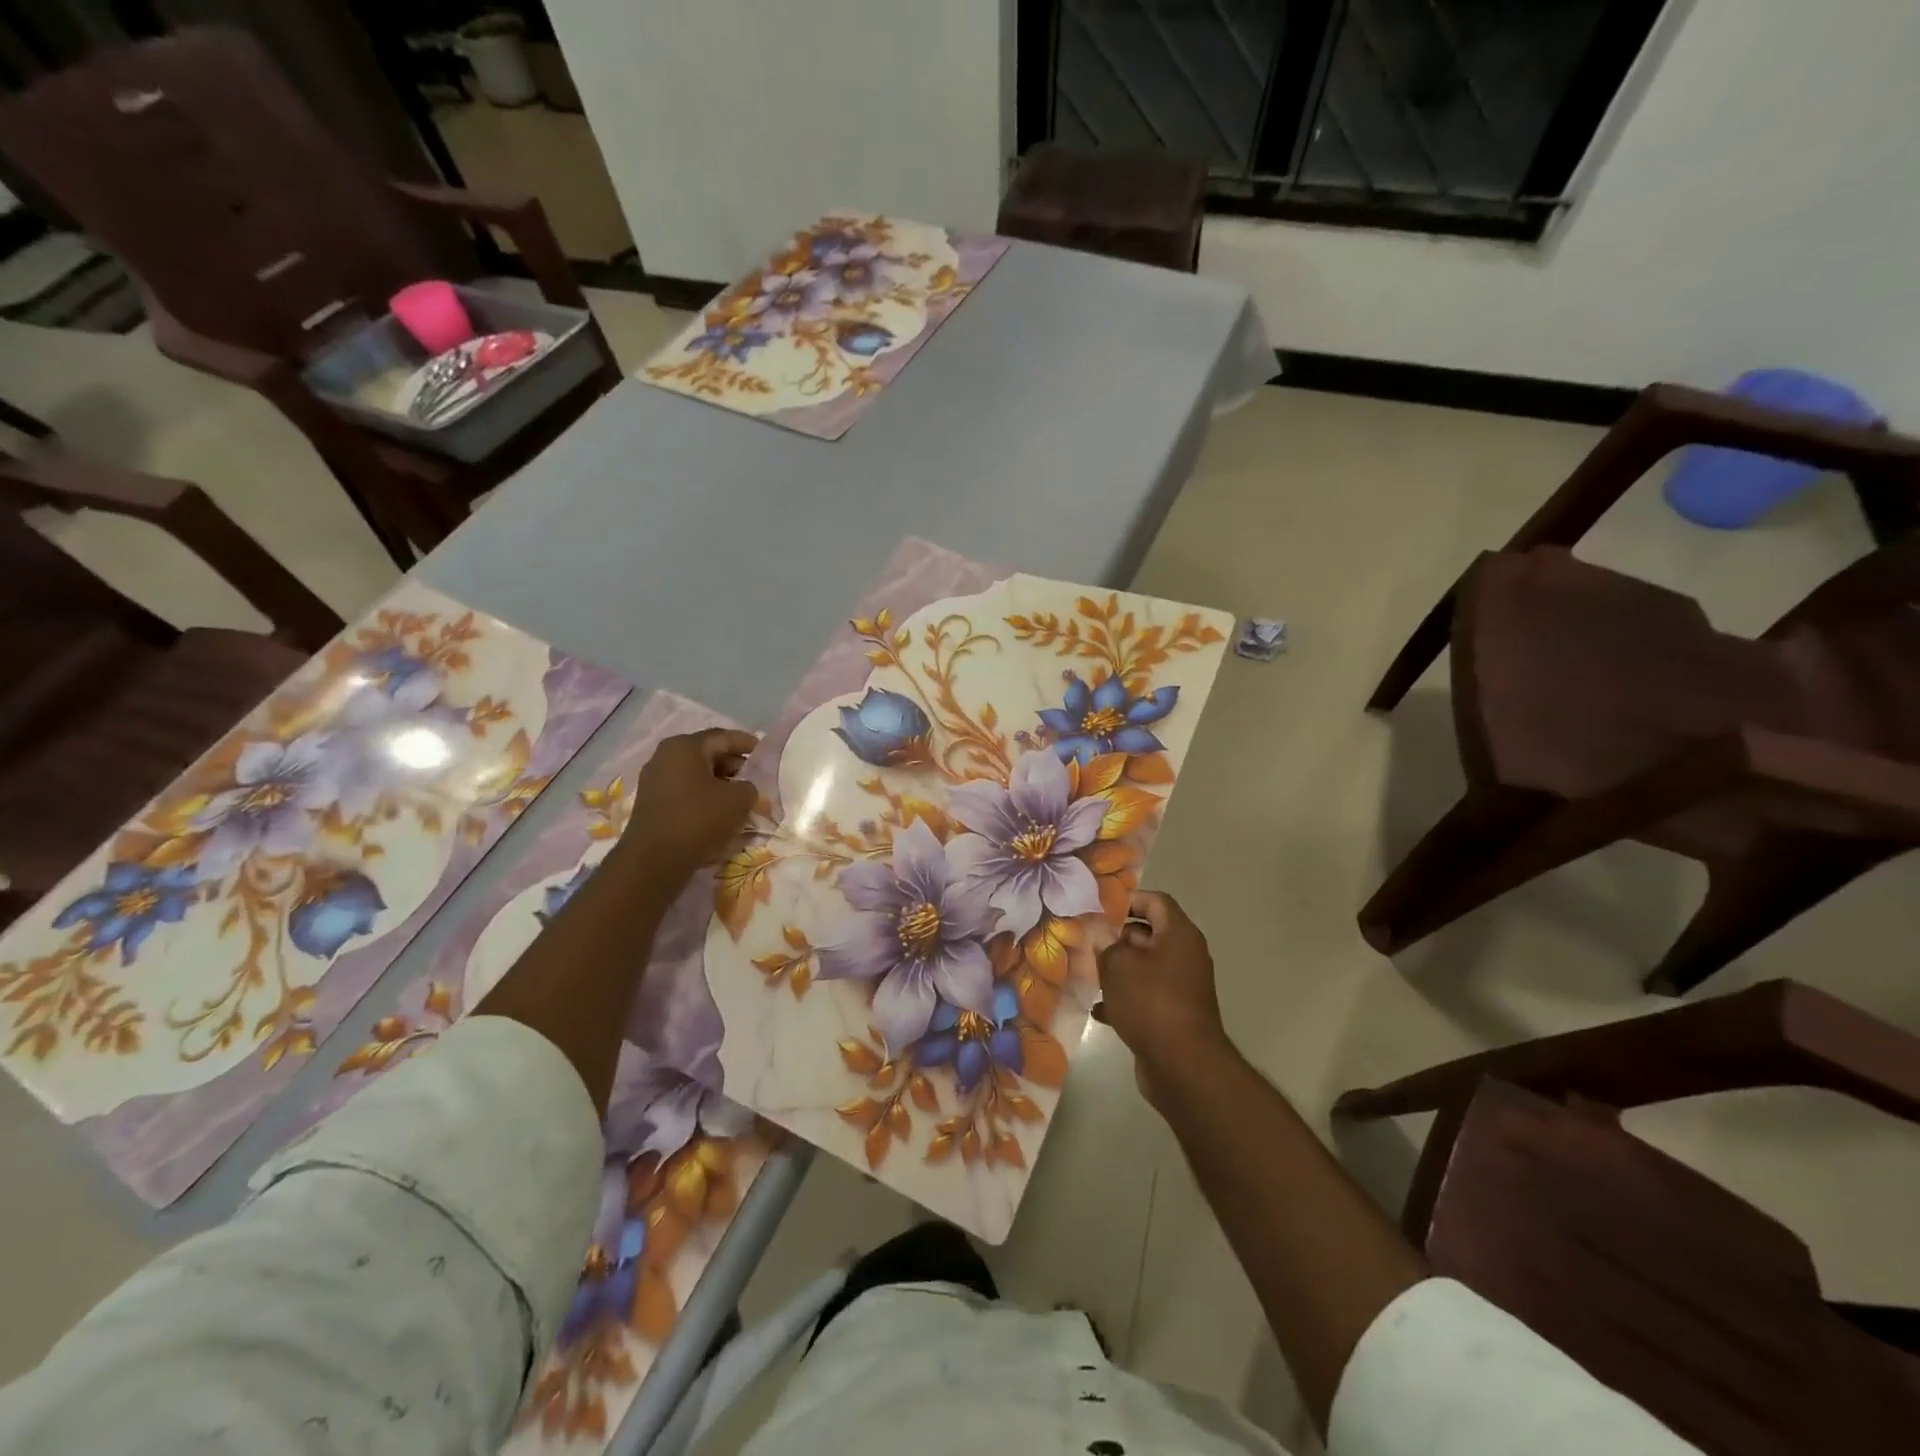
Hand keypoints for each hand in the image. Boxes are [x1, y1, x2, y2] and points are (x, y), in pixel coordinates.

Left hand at [620, 729, 758, 887]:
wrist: (654, 860)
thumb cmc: (699, 820)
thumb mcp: (738, 800)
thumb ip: (749, 786)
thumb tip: (744, 789)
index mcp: (685, 747)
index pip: (723, 737)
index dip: (746, 743)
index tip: (764, 752)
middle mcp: (665, 756)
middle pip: (707, 753)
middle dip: (733, 764)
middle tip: (755, 777)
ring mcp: (654, 780)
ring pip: (695, 773)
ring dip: (719, 782)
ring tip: (741, 796)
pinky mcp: (651, 802)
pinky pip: (685, 790)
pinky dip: (704, 795)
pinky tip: (719, 811)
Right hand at [1095, 890, 1228, 1106]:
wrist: (1183, 1066)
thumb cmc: (1151, 1003)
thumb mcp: (1119, 966)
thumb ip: (1106, 945)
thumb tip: (1103, 939)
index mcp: (1179, 935)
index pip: (1155, 901)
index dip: (1128, 900)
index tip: (1099, 909)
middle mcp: (1185, 956)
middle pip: (1149, 933)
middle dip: (1117, 937)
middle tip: (1086, 941)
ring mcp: (1181, 987)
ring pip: (1145, 967)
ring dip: (1118, 969)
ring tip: (1087, 973)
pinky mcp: (1174, 1014)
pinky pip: (1146, 996)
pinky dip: (1125, 998)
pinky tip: (1098, 1008)